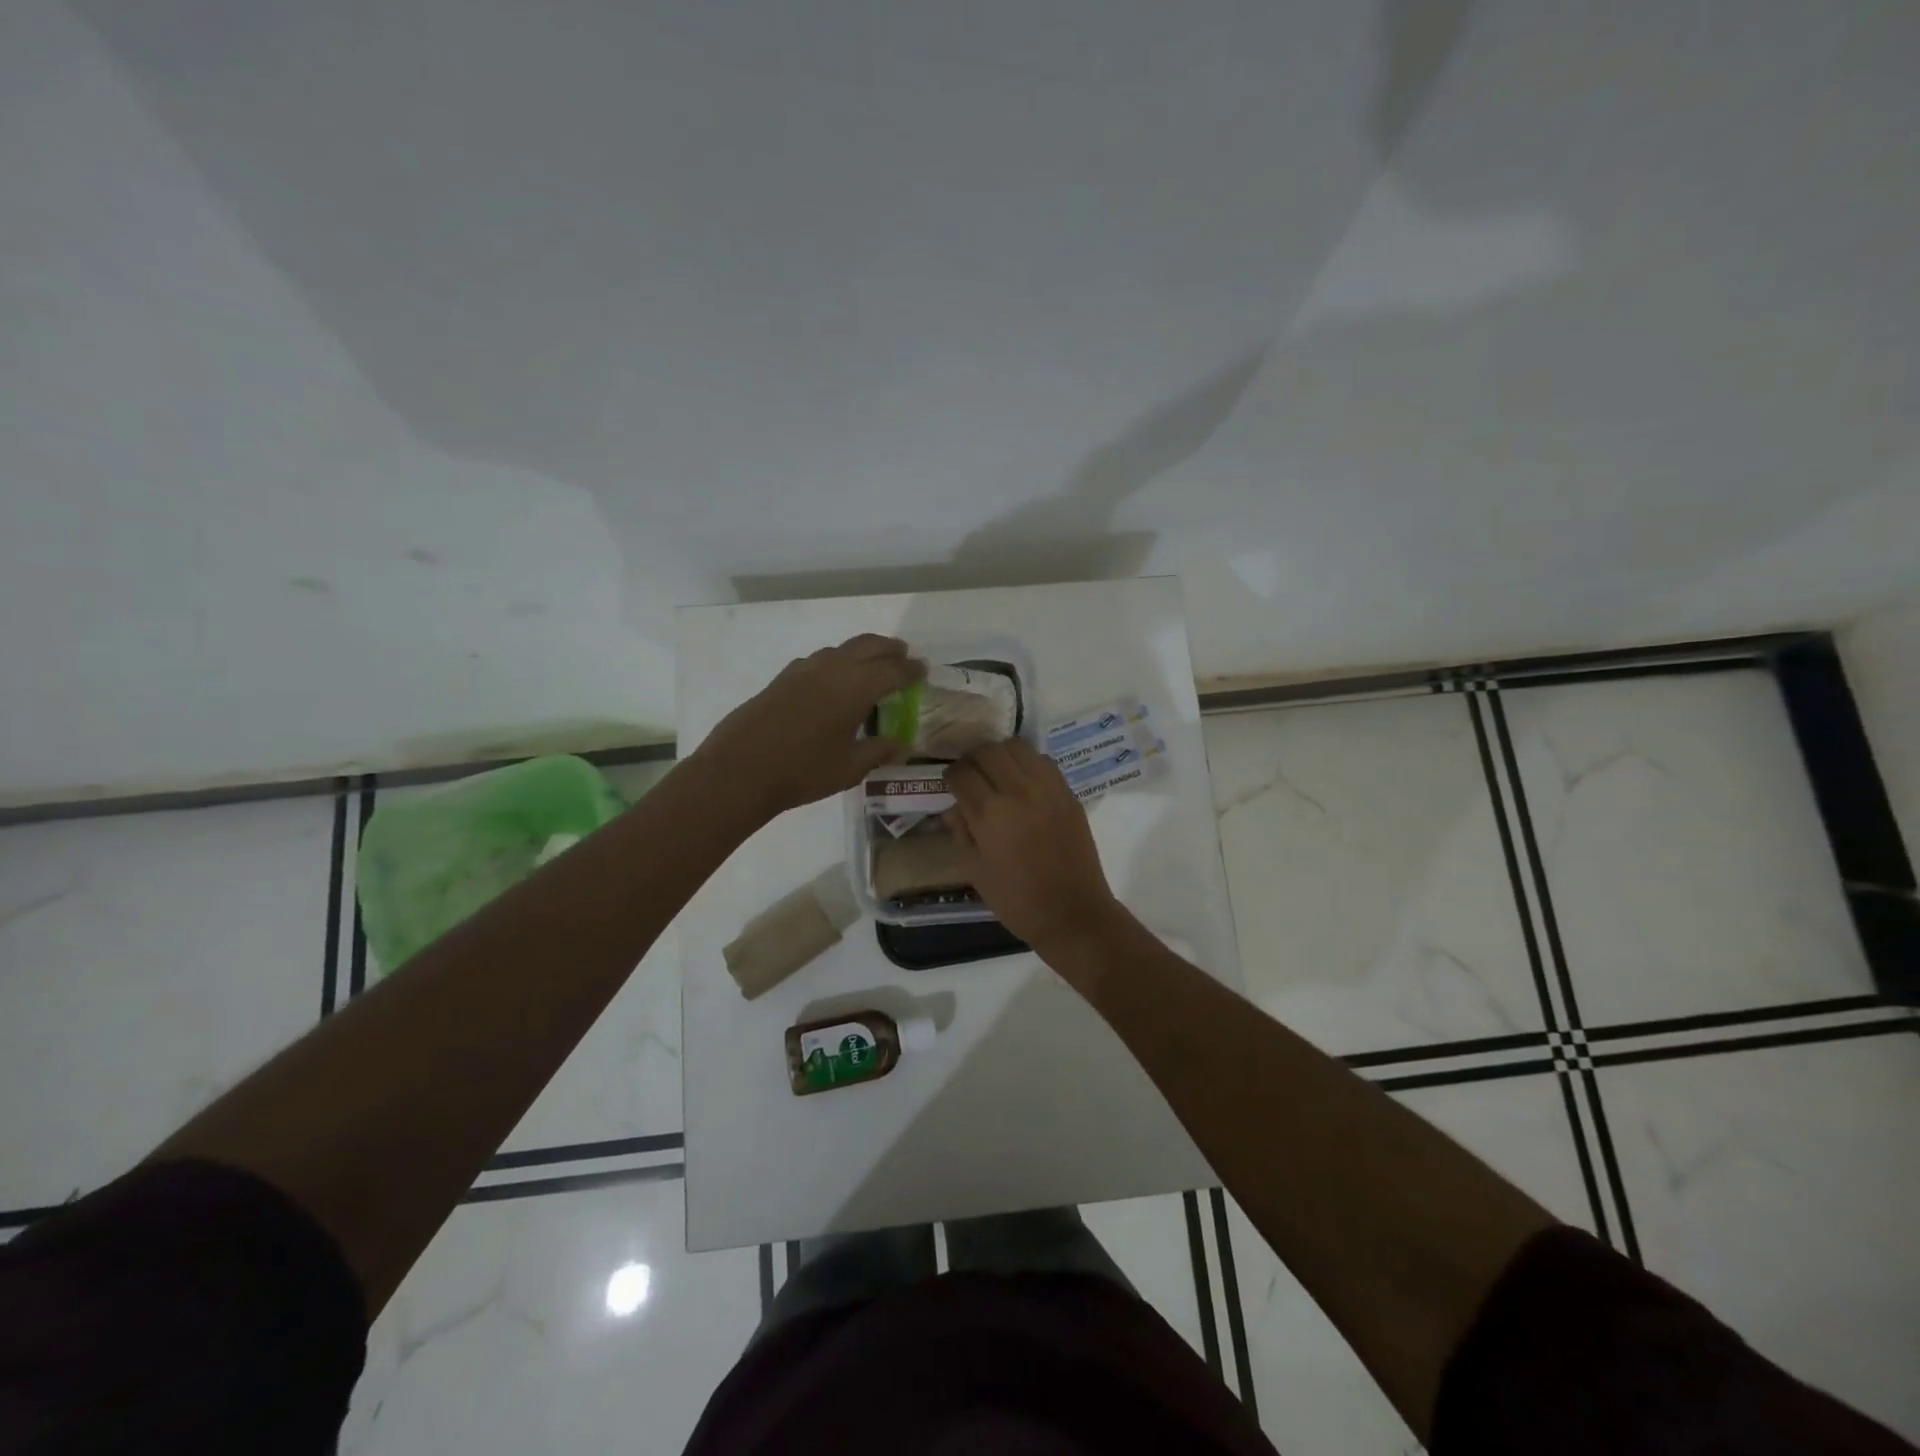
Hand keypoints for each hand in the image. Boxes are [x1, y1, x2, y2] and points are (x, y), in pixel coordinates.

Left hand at [698, 635, 923, 819]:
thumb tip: (901, 744)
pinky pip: (819, 660)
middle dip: (889, 649)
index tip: (923, 670)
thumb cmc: (803, 771)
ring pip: (841, 649)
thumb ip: (879, 751)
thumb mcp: (850, 768)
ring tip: (872, 664)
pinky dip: (836, 661)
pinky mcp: (783, 678)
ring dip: (862, 651)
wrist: (740, 770)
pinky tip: (832, 679)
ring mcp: (804, 670)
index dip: (911, 669)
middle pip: (868, 646)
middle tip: (904, 656)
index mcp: (856, 687)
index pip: (893, 670)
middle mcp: (832, 669)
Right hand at [944, 738, 1124, 953]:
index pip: (961, 773)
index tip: (950, 784)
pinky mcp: (1068, 793)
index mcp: (990, 813)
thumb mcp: (975, 870)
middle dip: (972, 758)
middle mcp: (1018, 790)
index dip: (951, 776)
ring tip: (996, 772)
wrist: (1072, 913)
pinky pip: (1043, 762)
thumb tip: (954, 806)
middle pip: (988, 750)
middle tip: (970, 774)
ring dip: (1000, 754)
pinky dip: (1027, 763)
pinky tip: (1023, 782)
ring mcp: (1048, 788)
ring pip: (1017, 747)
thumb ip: (961, 831)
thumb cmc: (1016, 900)